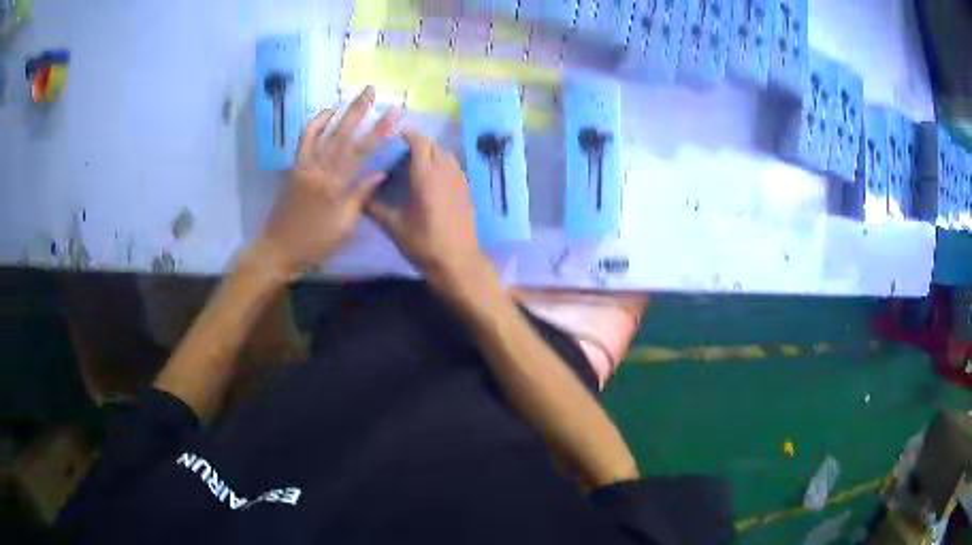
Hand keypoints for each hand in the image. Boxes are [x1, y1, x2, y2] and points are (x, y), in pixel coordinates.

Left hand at [256, 86, 397, 276]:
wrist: (279, 249)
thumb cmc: (315, 243)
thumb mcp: (343, 226)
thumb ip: (359, 196)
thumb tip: (379, 172)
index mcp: (335, 186)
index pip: (361, 152)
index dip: (379, 131)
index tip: (394, 113)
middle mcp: (319, 170)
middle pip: (341, 135)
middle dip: (358, 111)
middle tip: (371, 90)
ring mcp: (304, 168)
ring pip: (322, 134)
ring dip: (336, 113)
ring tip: (348, 97)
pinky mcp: (294, 170)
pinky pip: (303, 144)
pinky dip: (312, 127)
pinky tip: (322, 116)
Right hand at [365, 130, 489, 291]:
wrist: (458, 262)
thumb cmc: (424, 244)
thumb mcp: (394, 227)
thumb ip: (375, 208)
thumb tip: (358, 195)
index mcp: (426, 176)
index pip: (419, 142)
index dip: (406, 135)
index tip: (392, 137)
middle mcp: (445, 171)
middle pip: (433, 144)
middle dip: (417, 142)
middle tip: (399, 150)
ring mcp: (459, 179)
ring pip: (445, 153)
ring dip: (430, 151)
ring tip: (413, 161)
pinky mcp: (466, 189)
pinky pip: (453, 165)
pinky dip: (441, 162)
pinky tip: (430, 176)